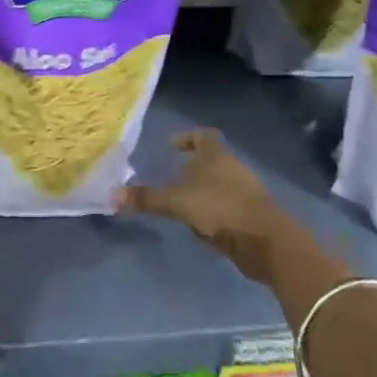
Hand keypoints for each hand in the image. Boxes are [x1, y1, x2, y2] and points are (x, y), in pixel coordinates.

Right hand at [117, 128, 342, 289]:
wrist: (266, 241)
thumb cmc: (219, 208)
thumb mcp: (176, 203)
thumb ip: (145, 199)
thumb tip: (110, 195)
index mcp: (215, 155)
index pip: (202, 135)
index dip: (187, 137)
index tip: (172, 145)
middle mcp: (232, 167)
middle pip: (212, 160)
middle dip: (192, 167)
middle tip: (170, 177)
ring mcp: (245, 191)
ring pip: (219, 184)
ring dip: (202, 191)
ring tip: (181, 204)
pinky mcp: (252, 215)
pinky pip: (227, 207)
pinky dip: (213, 212)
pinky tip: (201, 226)